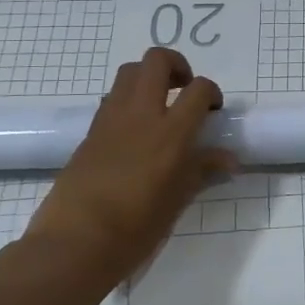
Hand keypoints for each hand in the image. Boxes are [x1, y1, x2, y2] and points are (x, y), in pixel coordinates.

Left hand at [19, 48, 232, 295]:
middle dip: (177, 65)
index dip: (211, 92)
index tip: (213, 111)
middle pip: (156, 61)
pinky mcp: (89, 133)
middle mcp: (140, 115)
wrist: (74, 244)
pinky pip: (112, 99)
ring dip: (148, 78)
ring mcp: (110, 120)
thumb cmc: (135, 229)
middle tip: (184, 90)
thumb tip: (229, 160)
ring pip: (129, 72)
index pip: (199, 90)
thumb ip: (202, 171)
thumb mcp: (177, 201)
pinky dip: (128, 100)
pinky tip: (134, 131)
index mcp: (170, 133)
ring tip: (159, 105)